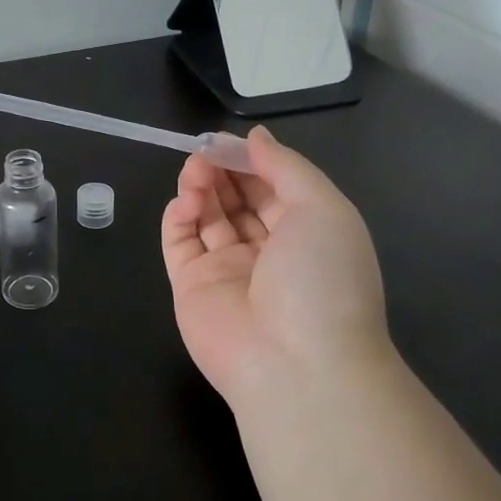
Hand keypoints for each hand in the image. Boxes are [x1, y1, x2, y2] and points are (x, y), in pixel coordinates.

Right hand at [161, 127, 390, 409]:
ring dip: (200, 187)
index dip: (251, 160)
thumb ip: (286, 167)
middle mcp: (267, 252)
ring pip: (207, 217)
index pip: (273, 188)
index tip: (228, 139)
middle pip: (237, 200)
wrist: (296, 363)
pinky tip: (183, 200)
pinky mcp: (192, 287)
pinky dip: (177, 217)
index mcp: (306, 234)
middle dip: (222, 170)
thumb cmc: (321, 277)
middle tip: (204, 150)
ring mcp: (227, 271)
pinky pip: (180, 244)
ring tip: (194, 168)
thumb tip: (256, 137)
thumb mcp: (323, 208)